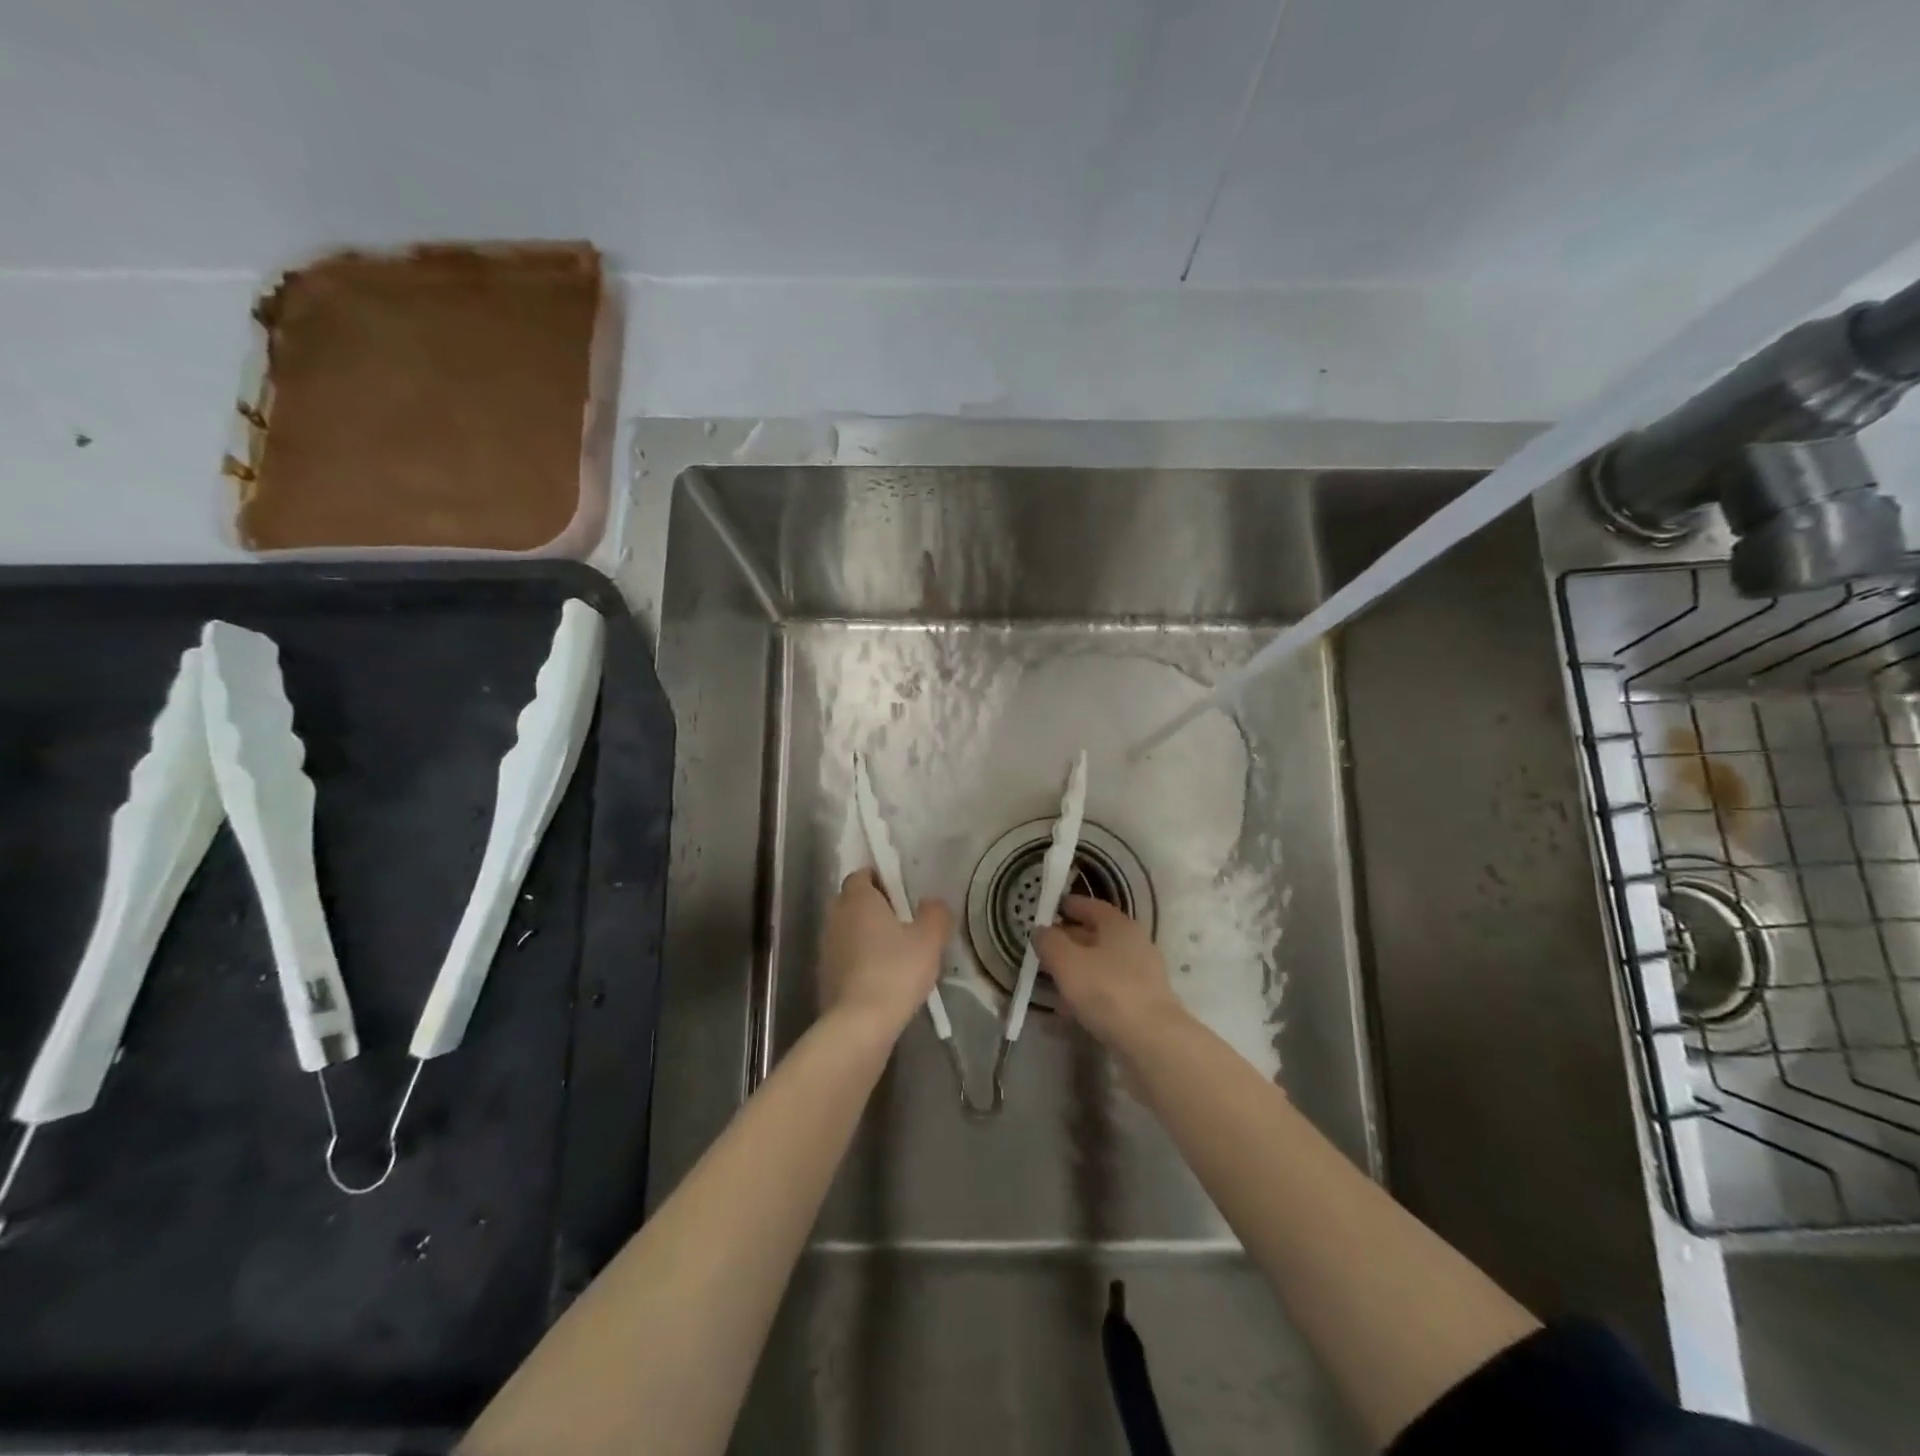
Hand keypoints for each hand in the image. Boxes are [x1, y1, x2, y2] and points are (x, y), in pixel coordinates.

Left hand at [817, 869, 952, 1034]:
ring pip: (846, 931)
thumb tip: (931, 903)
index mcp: (857, 899)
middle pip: (851, 902)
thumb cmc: (895, 971)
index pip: (861, 875)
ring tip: (893, 955)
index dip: (880, 880)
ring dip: (864, 937)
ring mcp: (825, 949)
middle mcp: (835, 917)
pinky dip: (858, 962)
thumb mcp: (929, 939)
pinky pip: (843, 958)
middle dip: (871, 907)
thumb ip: (935, 913)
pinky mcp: (823, 977)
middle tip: (900, 922)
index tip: (901, 894)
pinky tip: (880, 980)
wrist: (859, 1024)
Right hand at [1034, 895, 1186, 1049]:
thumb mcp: (1066, 962)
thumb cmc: (1106, 991)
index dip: (1070, 905)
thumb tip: (1040, 930)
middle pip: (1097, 936)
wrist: (1152, 1042)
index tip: (1050, 909)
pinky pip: (1108, 991)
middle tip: (1044, 949)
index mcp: (1119, 926)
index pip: (1092, 906)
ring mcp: (1142, 976)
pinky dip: (1088, 995)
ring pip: (1102, 966)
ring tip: (1051, 983)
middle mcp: (1135, 945)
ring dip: (1077, 971)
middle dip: (1069, 941)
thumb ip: (1049, 942)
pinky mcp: (1143, 1005)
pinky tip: (1069, 1011)